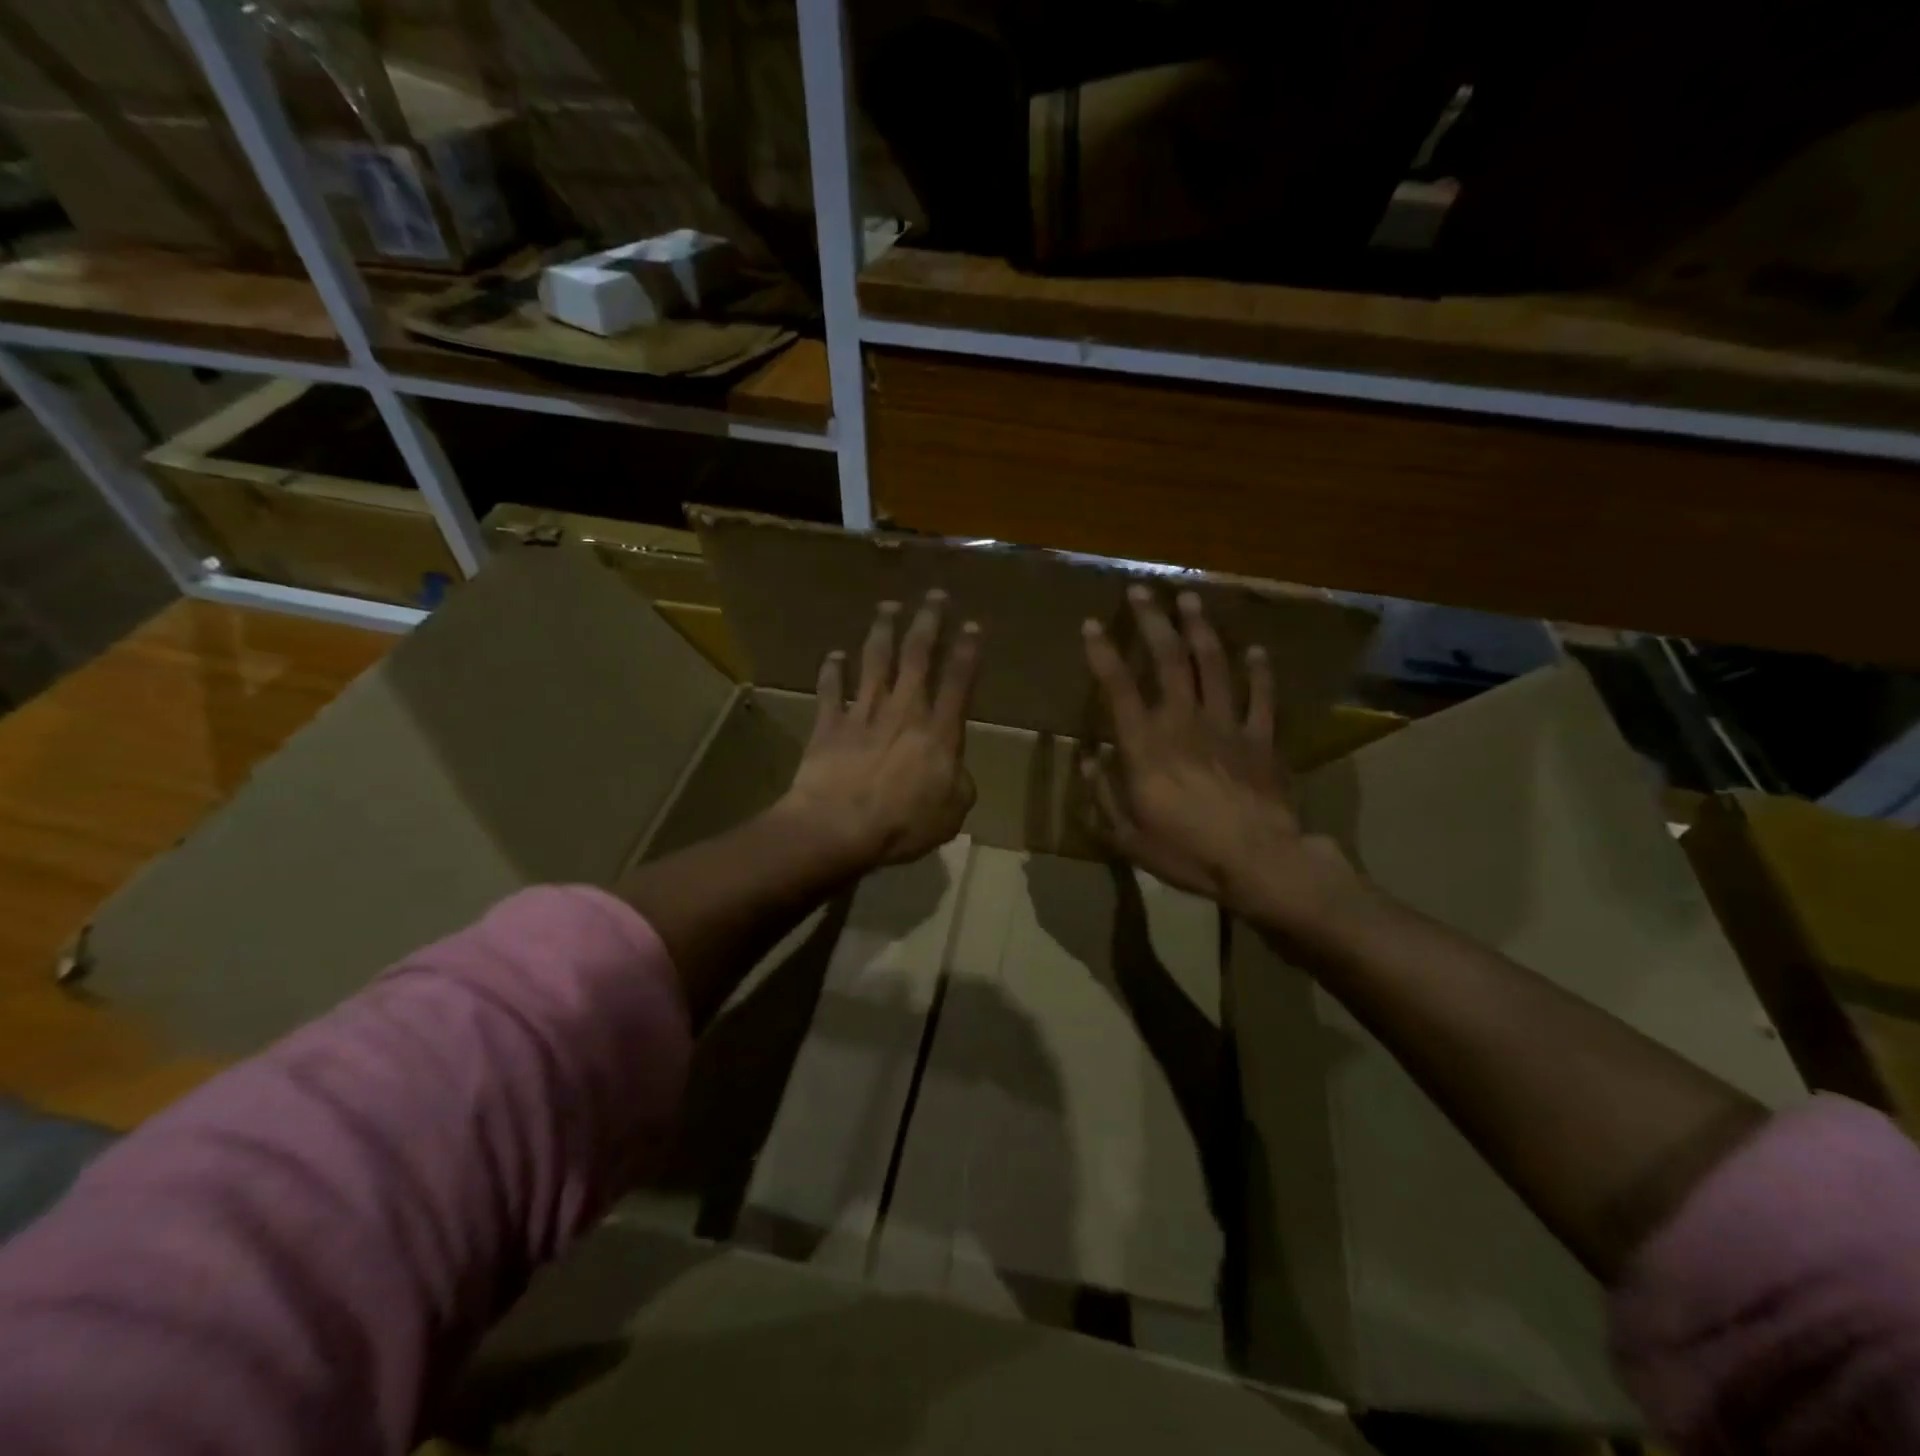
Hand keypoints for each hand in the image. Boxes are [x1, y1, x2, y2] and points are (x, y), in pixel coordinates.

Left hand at [780, 591, 980, 871]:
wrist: (838, 826)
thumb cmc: (902, 825)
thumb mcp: (951, 814)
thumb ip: (959, 786)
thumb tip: (955, 772)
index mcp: (938, 731)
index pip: (958, 681)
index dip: (967, 651)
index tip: (972, 624)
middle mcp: (903, 710)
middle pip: (917, 656)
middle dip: (928, 622)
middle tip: (934, 595)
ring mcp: (863, 713)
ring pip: (875, 661)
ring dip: (882, 631)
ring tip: (888, 606)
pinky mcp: (830, 724)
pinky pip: (831, 689)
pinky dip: (832, 670)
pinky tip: (834, 655)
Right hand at [1081, 585, 1358, 932]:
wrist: (1258, 862)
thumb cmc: (1186, 851)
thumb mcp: (1128, 835)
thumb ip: (1102, 794)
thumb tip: (1088, 759)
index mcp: (1146, 745)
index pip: (1118, 688)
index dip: (1103, 653)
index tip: (1091, 624)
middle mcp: (1184, 721)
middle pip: (1168, 660)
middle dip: (1152, 621)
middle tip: (1141, 591)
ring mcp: (1227, 725)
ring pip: (1213, 665)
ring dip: (1200, 629)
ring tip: (1190, 599)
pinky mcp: (1261, 738)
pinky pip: (1261, 697)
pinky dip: (1259, 672)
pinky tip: (1256, 650)